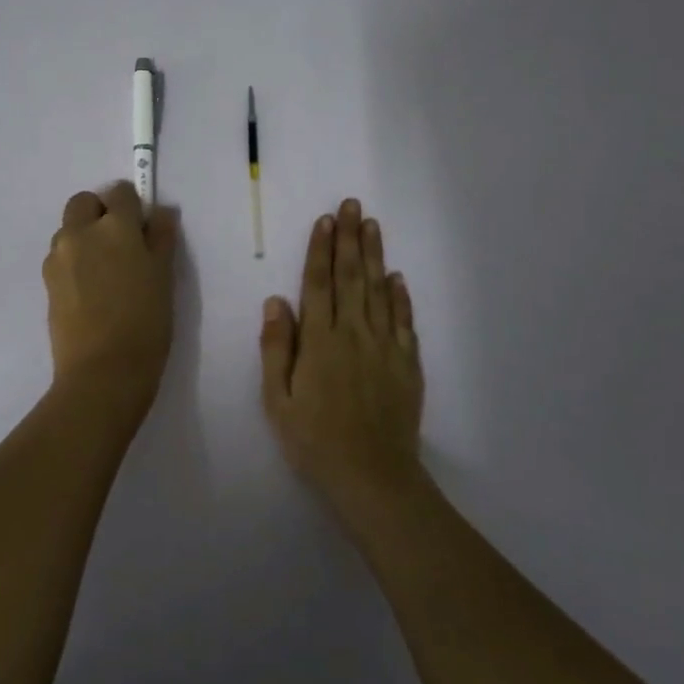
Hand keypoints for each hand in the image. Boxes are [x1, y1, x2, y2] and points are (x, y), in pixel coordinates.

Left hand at [42, 181, 179, 418]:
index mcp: (115, 226)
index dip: (133, 205)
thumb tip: (160, 213)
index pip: (120, 192)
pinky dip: (74, 262)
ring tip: (105, 273)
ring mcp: (58, 257)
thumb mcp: (164, 276)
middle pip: (84, 203)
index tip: (142, 227)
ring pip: (69, 230)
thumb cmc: (145, 322)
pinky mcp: (46, 282)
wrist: (103, 372)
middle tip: (121, 244)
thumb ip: (161, 238)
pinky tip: (90, 292)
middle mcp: (80, 232)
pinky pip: (61, 257)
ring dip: (84, 237)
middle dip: (100, 213)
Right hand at [261, 198, 424, 514]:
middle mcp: (354, 334)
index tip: (324, 220)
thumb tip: (275, 301)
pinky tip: (398, 277)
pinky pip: (404, 322)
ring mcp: (385, 347)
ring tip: (372, 225)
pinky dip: (401, 297)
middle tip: (351, 205)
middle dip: (349, 238)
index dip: (320, 250)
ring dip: (375, 256)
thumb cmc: (315, 442)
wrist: (373, 478)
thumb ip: (276, 349)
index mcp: (320, 341)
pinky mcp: (407, 364)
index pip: (319, 284)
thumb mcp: (278, 402)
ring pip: (379, 291)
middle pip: (352, 277)